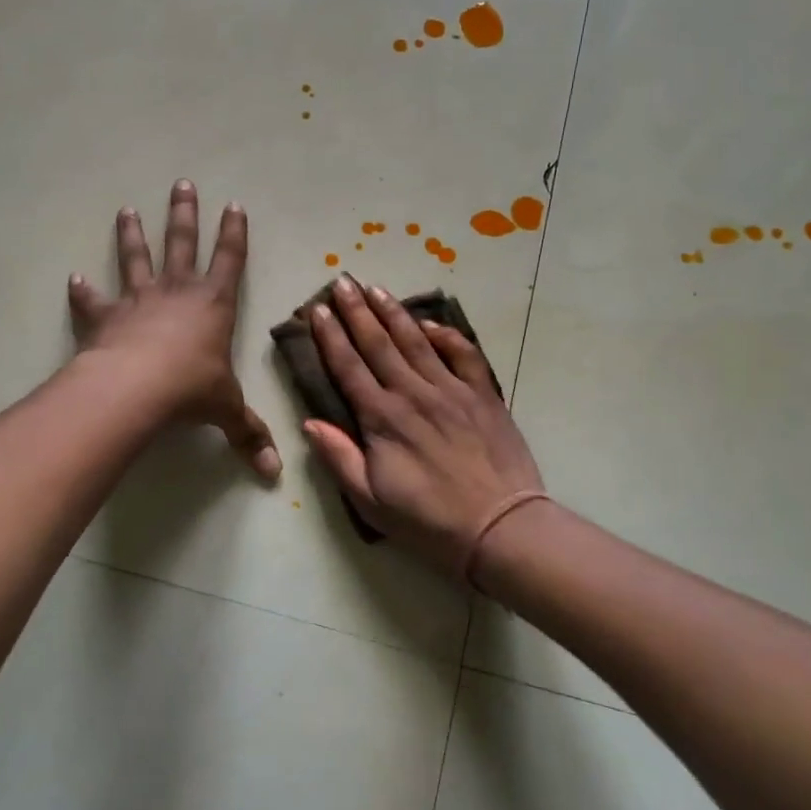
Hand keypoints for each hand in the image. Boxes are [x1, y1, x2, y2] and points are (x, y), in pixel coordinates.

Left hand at [68, 180, 280, 479]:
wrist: (135, 389)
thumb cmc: (190, 389)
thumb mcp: (226, 411)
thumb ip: (248, 435)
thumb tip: (274, 475)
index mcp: (213, 304)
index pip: (230, 260)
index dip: (234, 233)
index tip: (234, 204)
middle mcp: (177, 292)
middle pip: (182, 243)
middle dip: (184, 214)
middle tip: (181, 184)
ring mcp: (138, 301)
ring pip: (136, 259)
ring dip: (131, 235)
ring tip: (125, 210)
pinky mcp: (106, 318)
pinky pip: (93, 301)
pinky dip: (84, 292)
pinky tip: (74, 279)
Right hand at [303, 277, 543, 577]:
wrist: (500, 528)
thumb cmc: (429, 521)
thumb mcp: (370, 501)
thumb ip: (339, 458)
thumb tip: (309, 423)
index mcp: (382, 418)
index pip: (348, 366)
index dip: (330, 336)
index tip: (318, 310)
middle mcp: (413, 393)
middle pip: (378, 343)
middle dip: (357, 310)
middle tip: (343, 281)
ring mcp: (451, 390)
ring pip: (416, 340)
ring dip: (393, 312)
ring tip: (376, 289)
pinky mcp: (482, 394)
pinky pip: (462, 353)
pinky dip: (446, 334)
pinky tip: (430, 322)